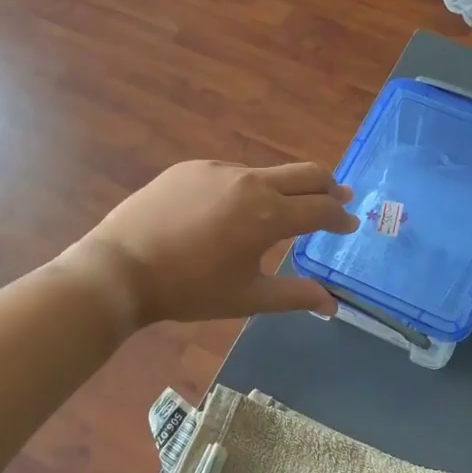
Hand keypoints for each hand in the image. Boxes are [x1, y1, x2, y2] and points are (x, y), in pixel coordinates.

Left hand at [62, 160, 357, 328]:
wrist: (122, 268)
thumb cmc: (189, 289)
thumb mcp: (246, 298)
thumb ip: (294, 296)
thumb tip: (332, 305)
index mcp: (269, 215)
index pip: (321, 209)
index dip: (340, 217)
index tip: (350, 224)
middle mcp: (250, 182)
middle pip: (306, 173)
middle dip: (328, 186)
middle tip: (339, 198)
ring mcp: (219, 170)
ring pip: (267, 172)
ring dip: (286, 187)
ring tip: (284, 208)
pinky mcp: (191, 167)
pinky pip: (231, 173)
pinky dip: (247, 188)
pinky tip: (232, 210)